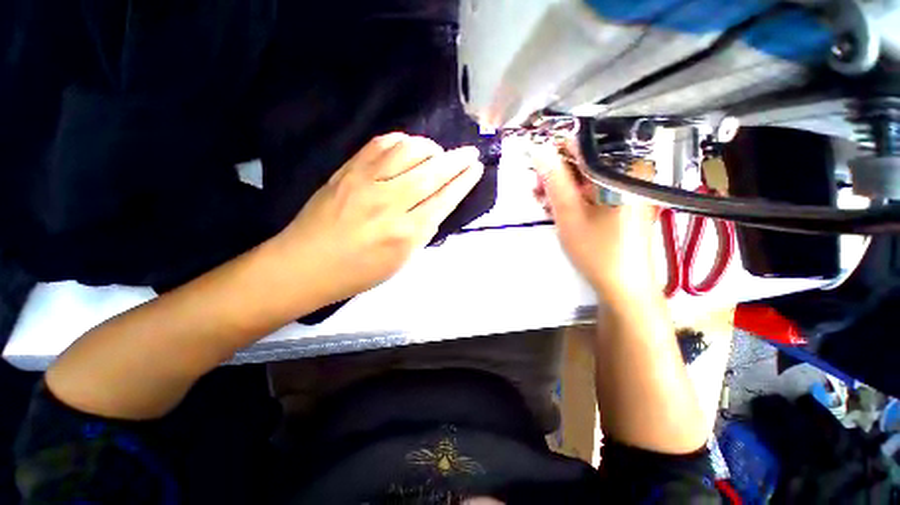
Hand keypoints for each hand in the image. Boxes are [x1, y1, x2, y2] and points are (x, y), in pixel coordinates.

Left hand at [274, 133, 483, 302]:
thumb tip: (438, 204)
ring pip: (408, 151)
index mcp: (405, 233)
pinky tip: (408, 147)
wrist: (305, 264)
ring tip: (437, 153)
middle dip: (456, 160)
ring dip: (430, 148)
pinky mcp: (347, 170)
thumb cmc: (358, 271)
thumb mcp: (401, 260)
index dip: (463, 181)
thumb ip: (423, 231)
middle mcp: (389, 203)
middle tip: (469, 153)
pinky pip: (380, 144)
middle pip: (432, 172)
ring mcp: (366, 182)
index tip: (476, 168)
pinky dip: (401, 141)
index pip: (444, 199)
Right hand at [531, 144, 656, 297]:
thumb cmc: (597, 250)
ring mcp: (627, 190)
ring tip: (543, 204)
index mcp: (623, 171)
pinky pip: (593, 191)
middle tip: (536, 192)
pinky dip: (573, 198)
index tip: (536, 169)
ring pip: (586, 178)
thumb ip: (554, 180)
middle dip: (555, 176)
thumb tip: (539, 151)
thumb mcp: (569, 213)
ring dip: (561, 189)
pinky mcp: (622, 203)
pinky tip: (558, 209)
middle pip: (584, 163)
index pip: (583, 146)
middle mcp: (630, 174)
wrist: (623, 285)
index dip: (555, 154)